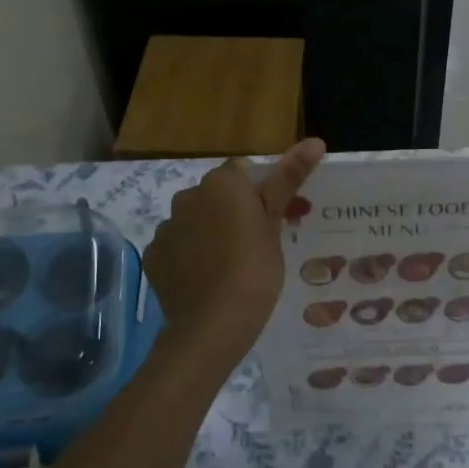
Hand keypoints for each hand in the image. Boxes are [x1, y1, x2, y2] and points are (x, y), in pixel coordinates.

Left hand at [145, 138, 325, 369]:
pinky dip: (188, 256)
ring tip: (228, 266)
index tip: (271, 221)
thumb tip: (315, 140)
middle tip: (254, 245)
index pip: (243, 173)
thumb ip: (289, 178)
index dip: (259, 194)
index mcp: (221, 183)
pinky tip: (204, 279)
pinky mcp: (153, 256)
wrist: (212, 326)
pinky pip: (176, 246)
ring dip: (208, 232)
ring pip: (194, 220)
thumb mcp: (275, 224)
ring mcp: (166, 227)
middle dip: (231, 211)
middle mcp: (188, 196)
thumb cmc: (254, 270)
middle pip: (216, 195)